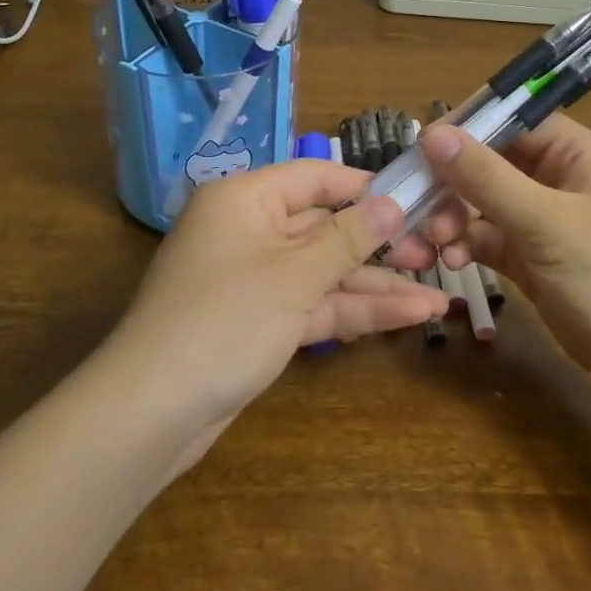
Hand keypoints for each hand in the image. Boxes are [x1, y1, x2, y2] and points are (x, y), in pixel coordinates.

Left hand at [105, 160, 445, 442]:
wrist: (151, 413)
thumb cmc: (223, 321)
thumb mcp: (293, 276)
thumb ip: (348, 238)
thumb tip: (392, 203)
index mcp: (245, 199)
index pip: (315, 177)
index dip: (365, 187)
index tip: (416, 197)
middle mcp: (250, 230)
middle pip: (324, 227)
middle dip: (380, 245)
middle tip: (434, 255)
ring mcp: (256, 279)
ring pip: (324, 272)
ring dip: (376, 286)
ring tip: (438, 298)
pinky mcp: (261, 321)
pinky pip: (313, 304)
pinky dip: (353, 311)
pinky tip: (406, 318)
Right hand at [418, 114, 590, 394]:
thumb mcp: (548, 224)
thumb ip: (487, 178)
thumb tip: (432, 134)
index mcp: (578, 155)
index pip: (513, 121)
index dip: (466, 130)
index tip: (420, 150)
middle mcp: (561, 181)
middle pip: (492, 166)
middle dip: (452, 188)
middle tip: (418, 214)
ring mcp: (548, 224)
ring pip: (485, 206)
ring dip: (453, 221)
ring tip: (430, 248)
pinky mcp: (537, 262)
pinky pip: (492, 241)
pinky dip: (469, 247)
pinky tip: (453, 264)